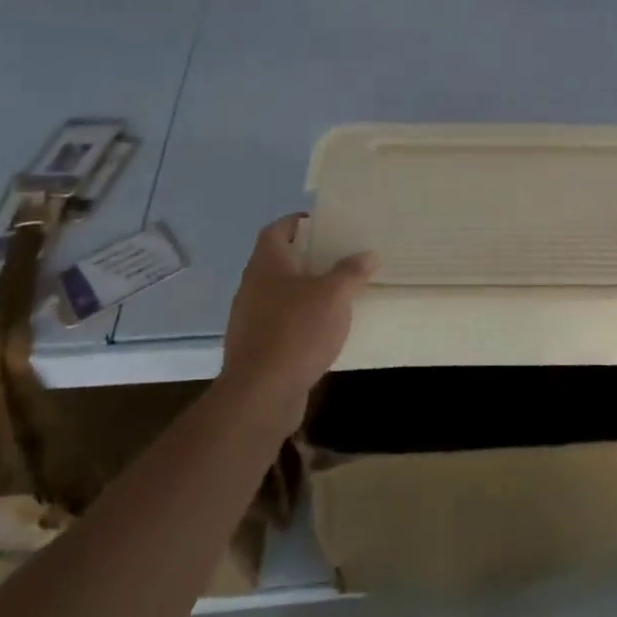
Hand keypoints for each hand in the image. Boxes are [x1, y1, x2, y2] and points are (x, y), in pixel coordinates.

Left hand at [220, 214, 376, 421]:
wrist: (261, 394)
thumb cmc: (297, 331)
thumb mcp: (334, 295)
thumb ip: (351, 272)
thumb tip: (368, 254)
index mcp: (267, 264)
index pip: (276, 230)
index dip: (296, 223)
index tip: (323, 224)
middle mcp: (252, 286)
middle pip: (277, 261)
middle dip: (306, 258)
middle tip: (338, 257)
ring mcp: (249, 319)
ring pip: (278, 293)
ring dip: (303, 291)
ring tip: (336, 293)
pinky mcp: (254, 348)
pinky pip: (279, 323)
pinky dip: (299, 320)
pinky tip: (323, 330)